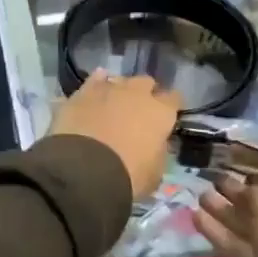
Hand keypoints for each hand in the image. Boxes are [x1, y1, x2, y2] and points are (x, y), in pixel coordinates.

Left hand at [49, 70, 178, 198]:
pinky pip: (93, 81)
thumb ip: (158, 151)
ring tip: (113, 104)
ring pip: (119, 80)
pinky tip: (94, 91)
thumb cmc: (128, 176)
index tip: (166, 116)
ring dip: (119, 90)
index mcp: (160, 112)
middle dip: (144, 94)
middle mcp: (137, 93)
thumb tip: (155, 144)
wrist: (85, 170)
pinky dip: (95, 86)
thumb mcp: (155, 172)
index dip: (170, 107)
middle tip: (137, 112)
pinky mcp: (82, 92)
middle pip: (146, 83)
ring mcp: (108, 89)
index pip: (174, 99)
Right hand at [197, 173, 257, 256]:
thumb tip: (238, 188)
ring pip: (254, 229)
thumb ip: (250, 192)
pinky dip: (225, 234)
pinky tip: (198, 219)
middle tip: (212, 184)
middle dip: (238, 197)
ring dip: (227, 213)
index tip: (236, 173)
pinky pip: (248, 247)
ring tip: (200, 198)